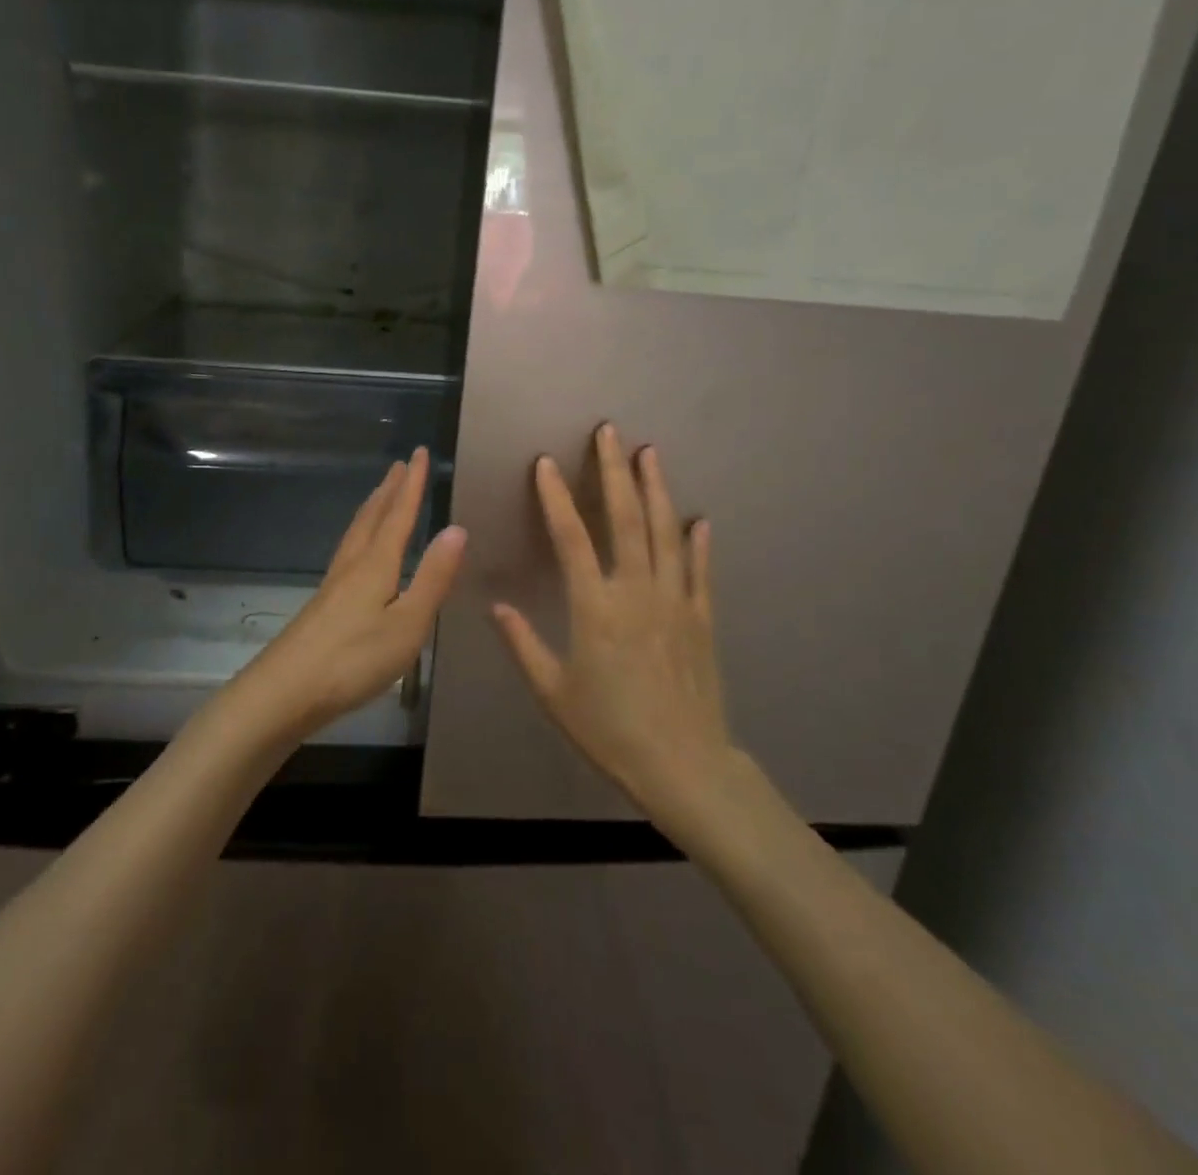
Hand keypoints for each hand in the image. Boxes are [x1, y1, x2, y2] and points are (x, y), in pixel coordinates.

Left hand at [230, 448, 465, 742]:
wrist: (286, 690)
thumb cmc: (355, 658)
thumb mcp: (408, 623)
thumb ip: (433, 577)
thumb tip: (456, 528)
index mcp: (376, 564)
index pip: (399, 514)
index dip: (412, 484)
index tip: (419, 453)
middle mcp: (352, 564)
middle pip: (373, 517)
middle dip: (390, 490)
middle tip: (400, 464)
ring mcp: (333, 583)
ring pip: (356, 533)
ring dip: (372, 509)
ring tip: (381, 495)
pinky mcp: (323, 603)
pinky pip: (348, 551)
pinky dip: (360, 534)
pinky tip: (358, 551)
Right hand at [491, 424, 737, 823]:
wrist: (683, 766)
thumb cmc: (609, 730)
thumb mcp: (553, 693)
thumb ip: (523, 644)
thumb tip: (496, 605)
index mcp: (595, 608)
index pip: (571, 538)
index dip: (556, 498)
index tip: (546, 463)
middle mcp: (637, 592)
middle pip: (626, 519)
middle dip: (614, 471)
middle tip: (609, 432)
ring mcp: (675, 601)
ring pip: (666, 533)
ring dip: (656, 489)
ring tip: (649, 453)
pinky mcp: (701, 618)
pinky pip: (699, 570)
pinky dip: (698, 542)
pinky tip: (698, 519)